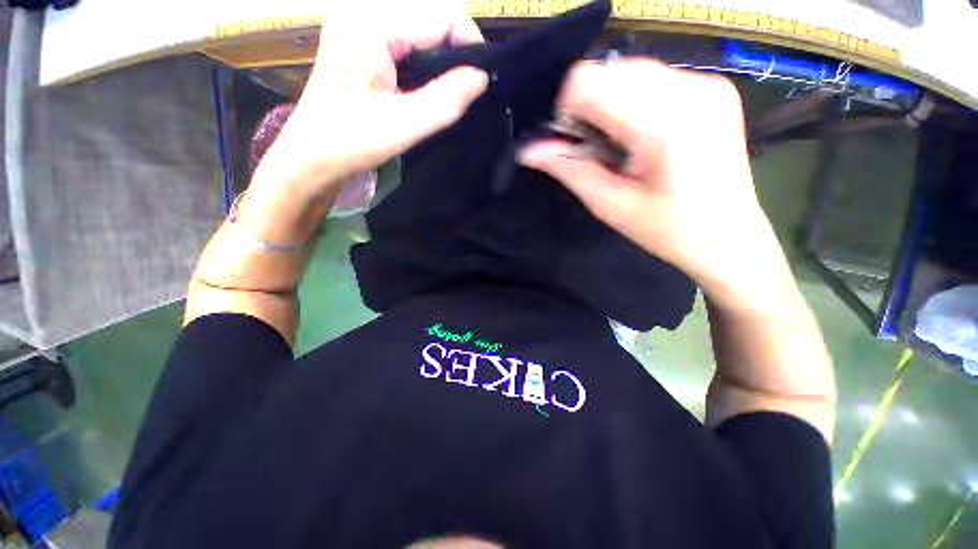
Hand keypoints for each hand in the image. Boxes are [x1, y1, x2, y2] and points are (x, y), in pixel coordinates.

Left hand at [253, 0, 488, 202]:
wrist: (313, 155)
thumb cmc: (351, 142)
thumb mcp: (404, 125)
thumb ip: (446, 101)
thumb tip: (482, 78)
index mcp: (370, 23)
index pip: (441, 15)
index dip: (469, 45)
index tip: (480, 84)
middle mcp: (363, 11)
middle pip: (431, 18)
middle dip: (455, 53)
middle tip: (462, 92)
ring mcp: (360, 23)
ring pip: (422, 29)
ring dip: (441, 59)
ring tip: (446, 92)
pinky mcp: (362, 39)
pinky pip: (407, 41)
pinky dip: (425, 62)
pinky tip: (426, 86)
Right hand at [519, 60, 788, 311]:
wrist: (730, 237)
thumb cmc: (668, 231)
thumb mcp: (609, 205)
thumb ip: (568, 169)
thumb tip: (528, 150)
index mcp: (663, 125)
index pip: (588, 81)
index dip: (567, 111)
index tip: (575, 144)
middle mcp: (689, 89)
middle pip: (608, 71)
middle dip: (589, 108)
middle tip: (599, 148)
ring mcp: (707, 83)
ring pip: (629, 71)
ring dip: (611, 105)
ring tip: (622, 145)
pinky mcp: (714, 87)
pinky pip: (654, 78)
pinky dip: (634, 102)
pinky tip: (644, 136)